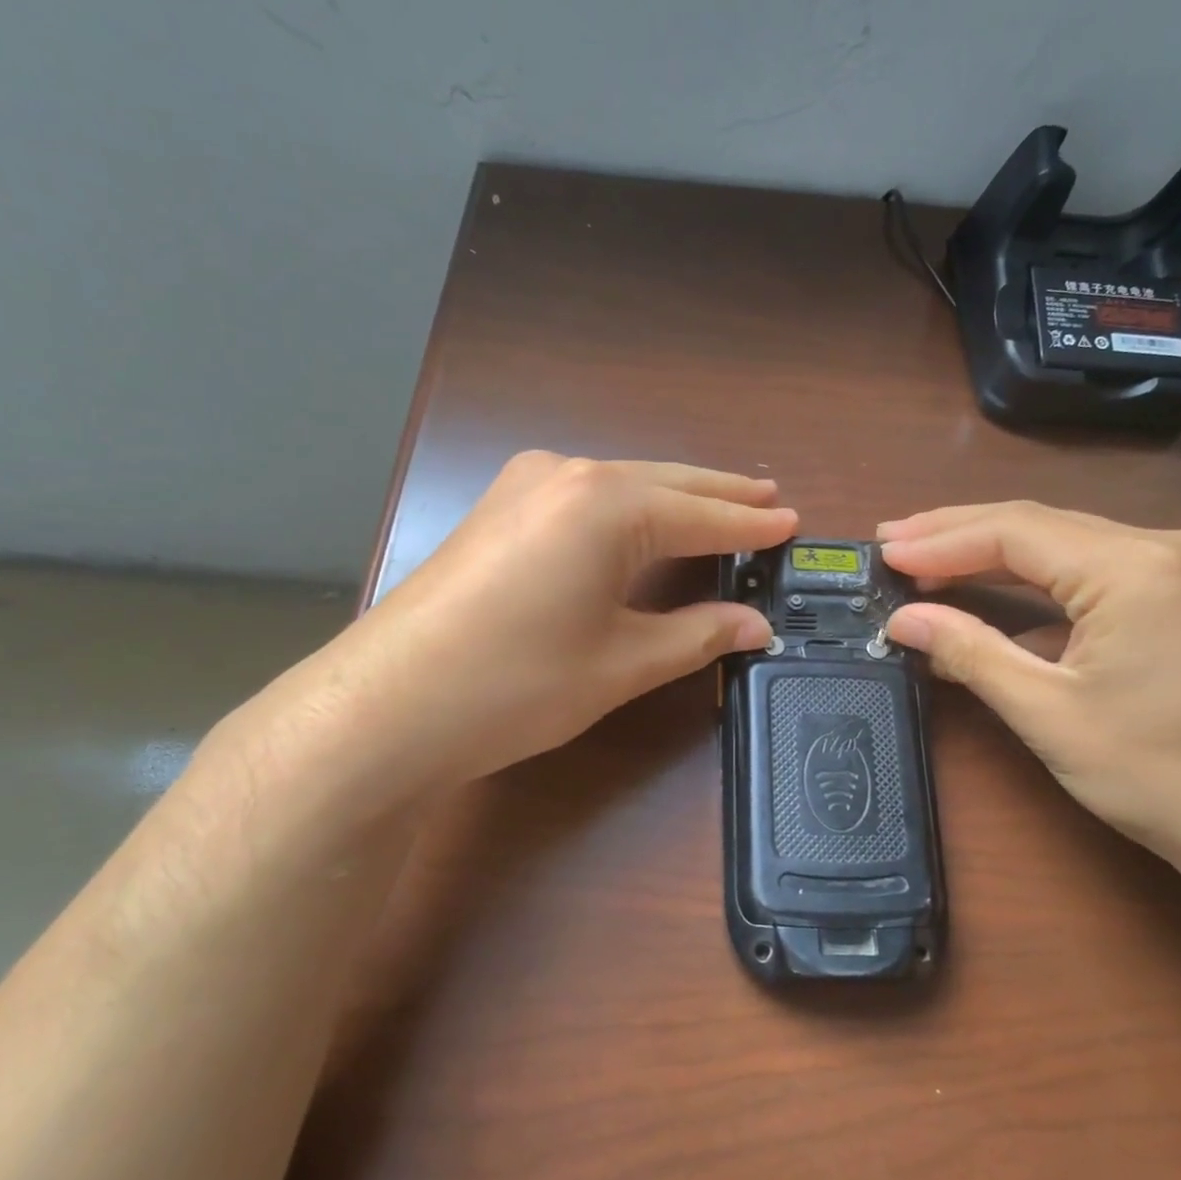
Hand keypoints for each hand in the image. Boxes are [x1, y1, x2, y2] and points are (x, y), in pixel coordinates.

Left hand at [218, 453, 796, 829]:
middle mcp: (568, 475)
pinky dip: (626, 507)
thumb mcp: (622, 664)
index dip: (751, 526)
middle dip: (719, 497)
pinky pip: (582, 495)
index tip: (793, 523)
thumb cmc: (518, 684)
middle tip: (767, 500)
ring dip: (672, 497)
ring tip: (718, 506)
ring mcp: (523, 485)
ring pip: (621, 484)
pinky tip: (639, 520)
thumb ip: (697, 635)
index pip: (702, 515)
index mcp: (608, 504)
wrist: (387, 705)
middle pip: (664, 483)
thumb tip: (758, 626)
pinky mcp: (496, 508)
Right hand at [878, 502, 1180, 901]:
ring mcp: (1179, 567)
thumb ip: (970, 652)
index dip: (941, 541)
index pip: (1015, 533)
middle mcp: (1162, 547)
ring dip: (990, 552)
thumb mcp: (1049, 713)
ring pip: (1062, 542)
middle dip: (958, 533)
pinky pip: (1088, 567)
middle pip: (1037, 524)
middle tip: (891, 540)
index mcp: (1134, 568)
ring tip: (924, 556)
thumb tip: (901, 620)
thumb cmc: (1160, 775)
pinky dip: (1031, 577)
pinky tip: (990, 588)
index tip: (883, 552)